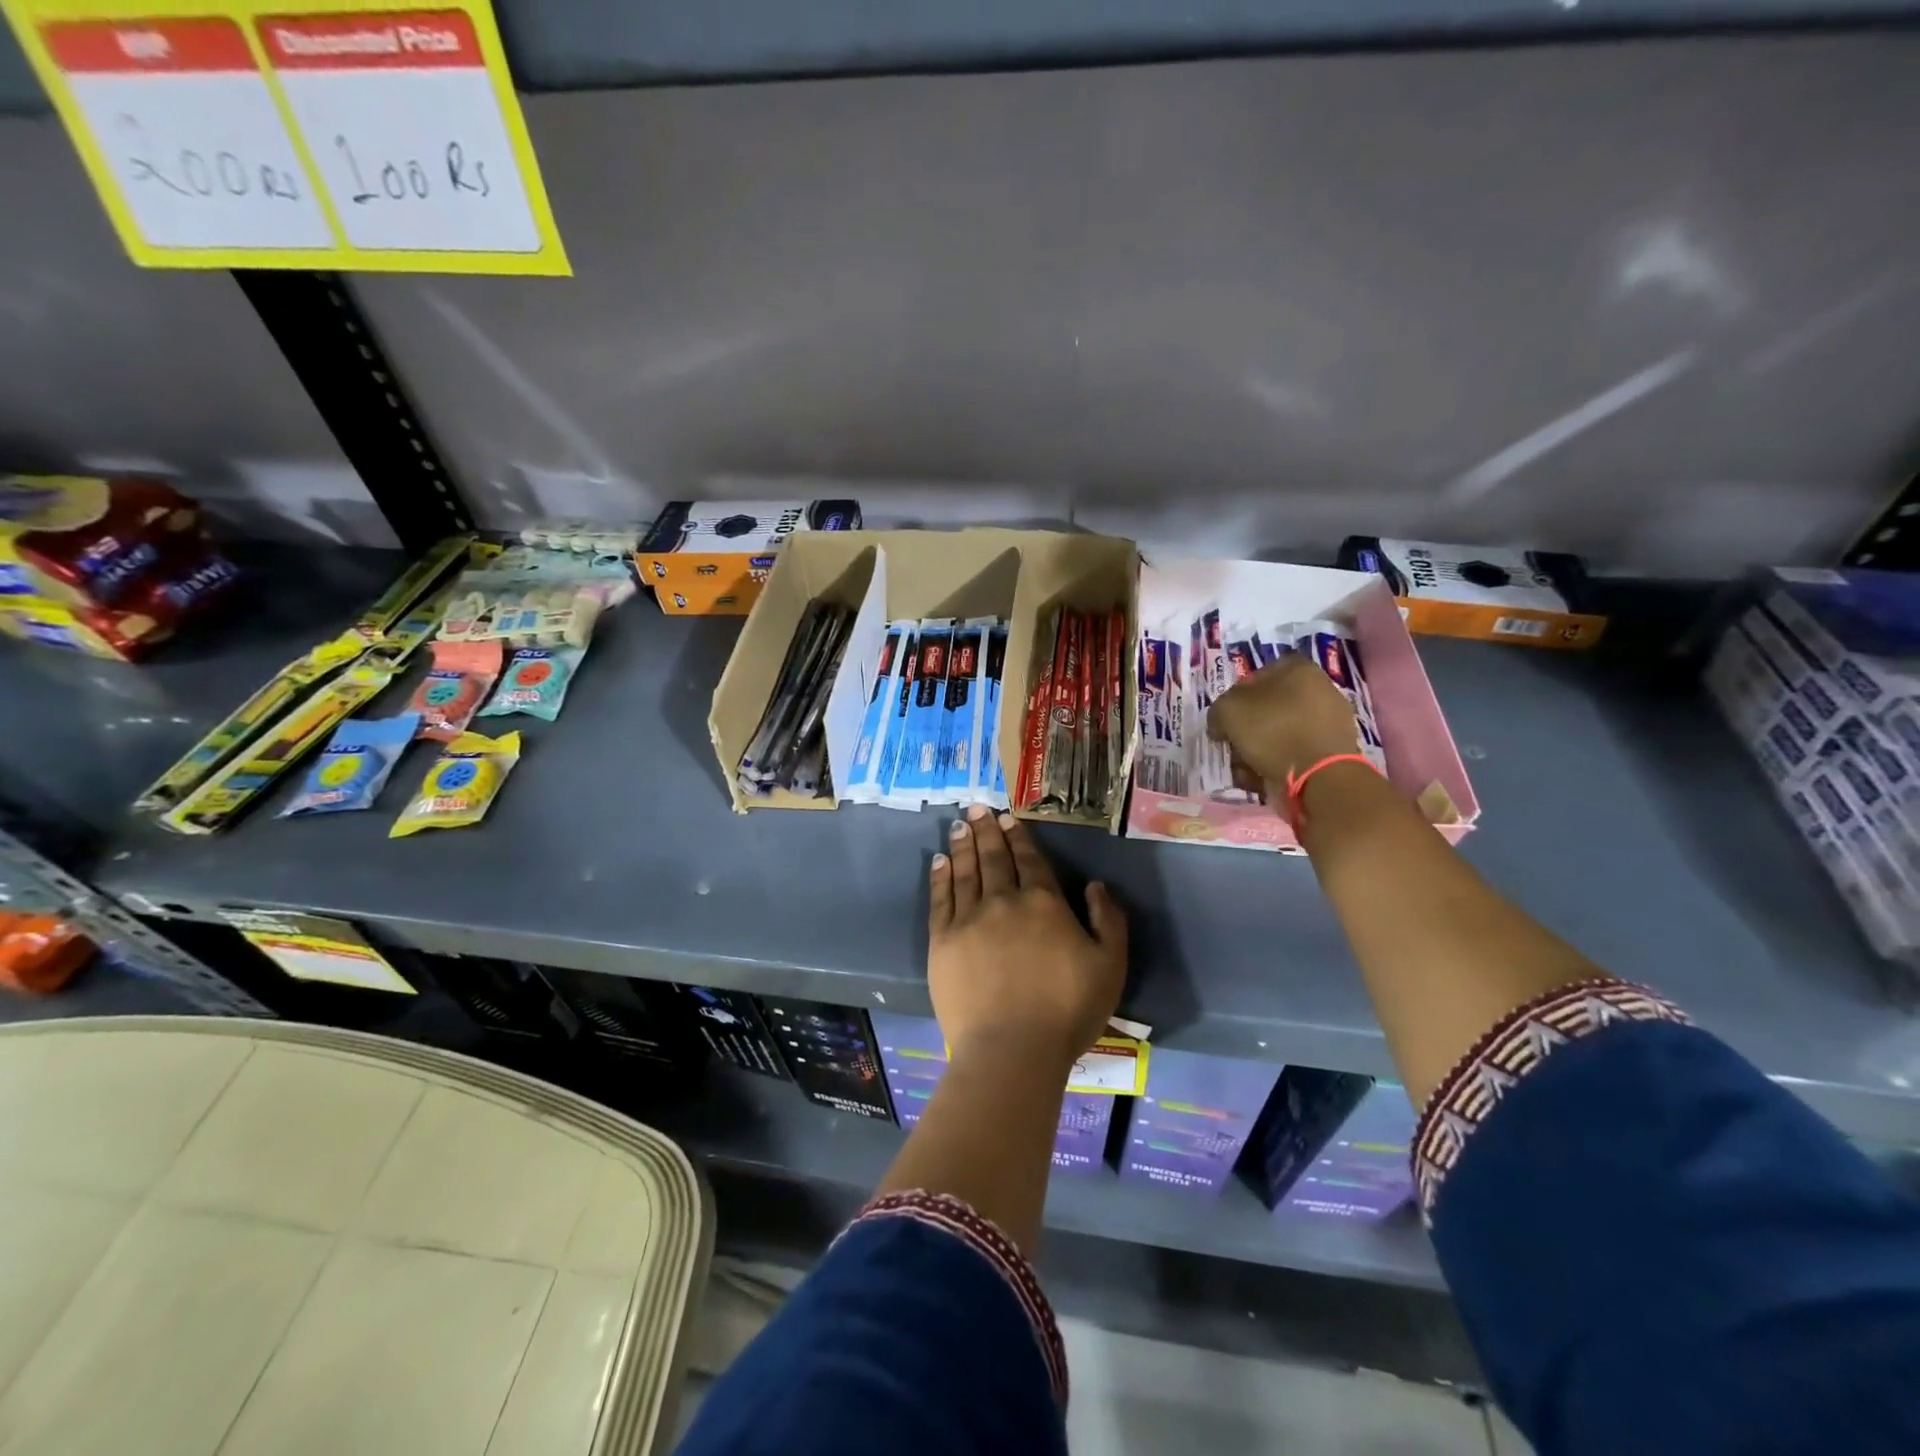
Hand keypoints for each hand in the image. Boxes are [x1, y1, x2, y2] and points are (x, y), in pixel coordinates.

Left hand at [928, 805, 1126, 1070]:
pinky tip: (940, 861)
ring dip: (963, 845)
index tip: (1007, 818)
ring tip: (959, 825)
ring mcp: (968, 919)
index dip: (1018, 837)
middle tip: (977, 807)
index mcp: (1043, 902)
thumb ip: (1109, 919)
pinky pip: (940, 899)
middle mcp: (1003, 900)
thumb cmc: (1067, 1010)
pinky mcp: (942, 941)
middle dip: (986, 830)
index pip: (1029, 860)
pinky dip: (940, 876)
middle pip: (993, 858)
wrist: (1012, 1049)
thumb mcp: (1110, 965)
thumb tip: (1094, 885)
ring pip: (965, 871)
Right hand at [1207, 655, 1362, 797]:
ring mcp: (1330, 720)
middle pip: (1267, 708)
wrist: (1319, 775)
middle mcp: (1319, 688)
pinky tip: (1264, 779)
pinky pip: (1295, 752)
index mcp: (1298, 668)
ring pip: (1279, 733)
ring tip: (1246, 770)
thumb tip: (1222, 725)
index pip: (1256, 676)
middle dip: (1246, 730)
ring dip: (1257, 751)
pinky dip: (1277, 764)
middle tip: (1234, 748)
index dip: (1235, 697)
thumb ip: (1219, 710)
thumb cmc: (1272, 730)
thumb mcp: (1227, 711)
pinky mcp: (1333, 750)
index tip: (1226, 720)